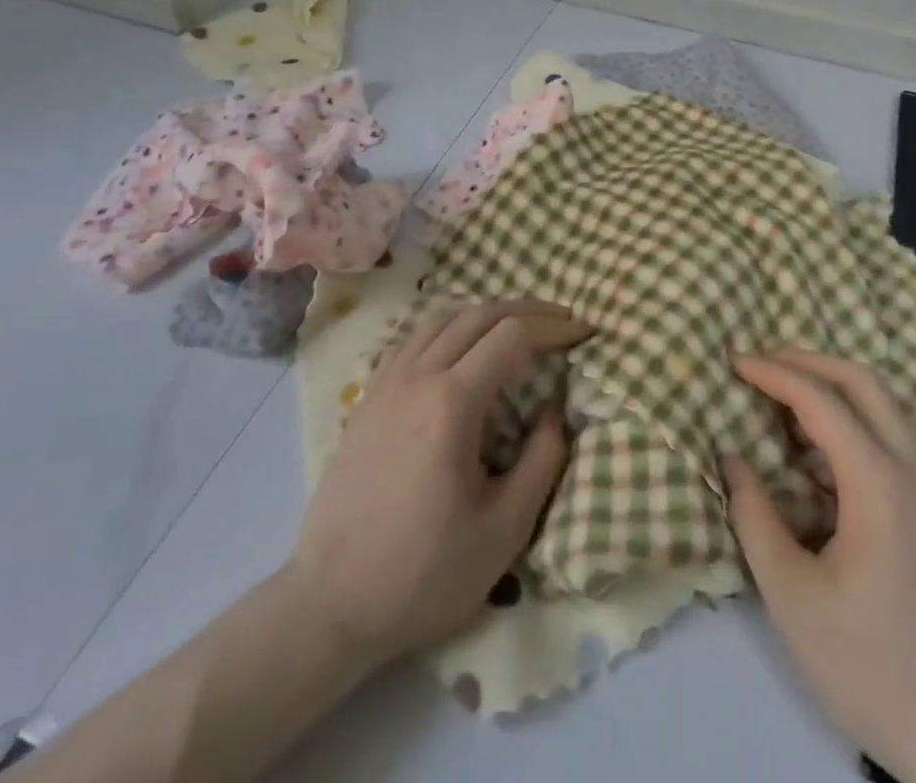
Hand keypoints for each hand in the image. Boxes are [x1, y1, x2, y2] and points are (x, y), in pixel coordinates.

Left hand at [287, 299, 589, 666]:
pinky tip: (461, 349)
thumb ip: (542, 461)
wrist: (331, 604)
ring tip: (517, 325)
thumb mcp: (503, 530)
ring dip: (486, 313)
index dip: (553, 328)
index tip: (585, 332)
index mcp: (452, 403)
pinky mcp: (367, 398)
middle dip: (526, 310)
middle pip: (479, 315)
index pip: (512, 337)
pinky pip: (414, 339)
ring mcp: (386, 383)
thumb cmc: (423, 574)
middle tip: (561, 320)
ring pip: (442, 319)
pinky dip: (449, 328)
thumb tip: (554, 410)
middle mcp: (416, 376)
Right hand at [723, 350, 915, 782]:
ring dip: (838, 391)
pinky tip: (829, 464)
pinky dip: (859, 427)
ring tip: (789, 404)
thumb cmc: (880, 674)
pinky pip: (900, 446)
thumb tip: (731, 460)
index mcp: (881, 486)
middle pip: (866, 383)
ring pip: (890, 411)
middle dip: (810, 360)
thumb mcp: (795, 602)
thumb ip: (755, 520)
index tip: (735, 361)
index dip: (774, 372)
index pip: (822, 400)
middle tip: (764, 362)